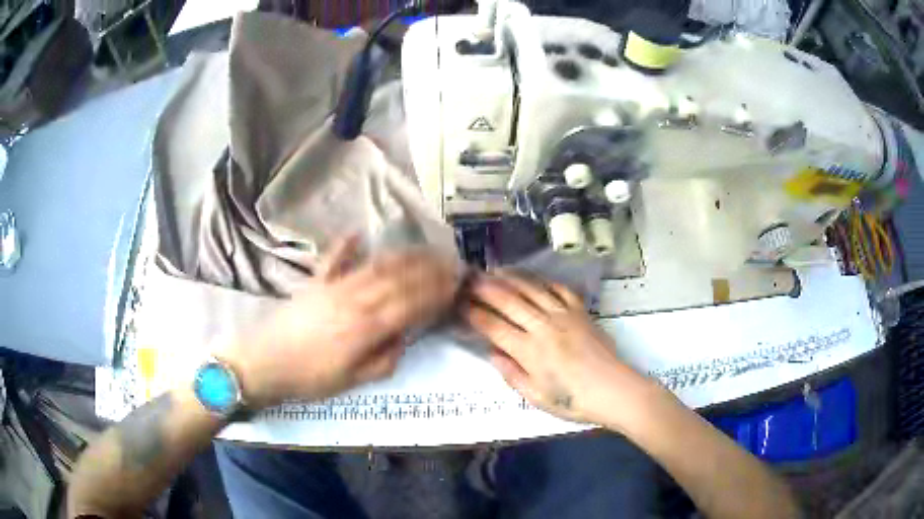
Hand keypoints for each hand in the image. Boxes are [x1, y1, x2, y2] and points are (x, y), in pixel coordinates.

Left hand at [220, 239, 460, 407]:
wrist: (264, 363)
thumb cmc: (310, 378)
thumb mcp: (353, 381)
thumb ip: (385, 358)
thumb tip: (404, 336)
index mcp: (366, 326)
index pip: (411, 303)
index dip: (436, 292)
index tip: (457, 283)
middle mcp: (354, 298)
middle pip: (399, 277)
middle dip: (429, 268)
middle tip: (452, 262)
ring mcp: (334, 286)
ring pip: (376, 264)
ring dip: (403, 255)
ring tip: (425, 249)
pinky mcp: (316, 282)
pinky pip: (335, 258)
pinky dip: (348, 244)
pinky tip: (359, 233)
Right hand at [462, 272, 655, 427]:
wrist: (615, 390)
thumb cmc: (574, 401)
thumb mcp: (537, 397)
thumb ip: (512, 374)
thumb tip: (492, 353)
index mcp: (530, 351)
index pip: (493, 327)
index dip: (473, 314)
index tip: (459, 304)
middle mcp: (544, 326)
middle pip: (509, 301)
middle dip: (485, 288)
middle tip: (469, 278)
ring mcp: (564, 315)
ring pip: (532, 290)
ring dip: (511, 278)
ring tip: (494, 270)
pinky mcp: (581, 312)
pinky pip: (560, 290)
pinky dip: (544, 282)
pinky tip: (534, 279)